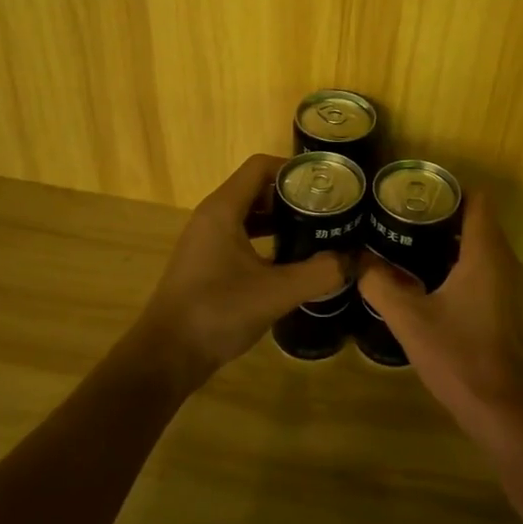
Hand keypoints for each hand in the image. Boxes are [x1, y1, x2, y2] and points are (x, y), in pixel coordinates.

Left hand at [133, 154, 347, 387]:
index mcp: (223, 210)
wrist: (167, 356)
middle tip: (328, 209)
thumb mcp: (277, 292)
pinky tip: (290, 260)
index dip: (294, 169)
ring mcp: (207, 240)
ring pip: (249, 214)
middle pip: (257, 188)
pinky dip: (266, 239)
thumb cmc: (218, 311)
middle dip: (292, 195)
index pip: (260, 167)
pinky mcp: (206, 263)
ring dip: (281, 219)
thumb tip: (355, 261)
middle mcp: (212, 217)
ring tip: (316, 231)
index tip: (325, 185)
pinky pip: (241, 236)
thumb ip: (319, 273)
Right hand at [357, 191, 522, 443]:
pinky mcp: (501, 305)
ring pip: (478, 244)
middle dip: (440, 212)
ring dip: (447, 238)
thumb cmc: (458, 355)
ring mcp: (505, 284)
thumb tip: (356, 260)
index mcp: (485, 253)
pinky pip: (480, 266)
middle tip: (400, 213)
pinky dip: (456, 261)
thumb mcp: (409, 319)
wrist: (500, 407)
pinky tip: (423, 276)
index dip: (448, 189)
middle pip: (476, 219)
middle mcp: (502, 261)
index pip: (476, 200)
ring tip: (405, 238)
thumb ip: (380, 284)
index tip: (414, 191)